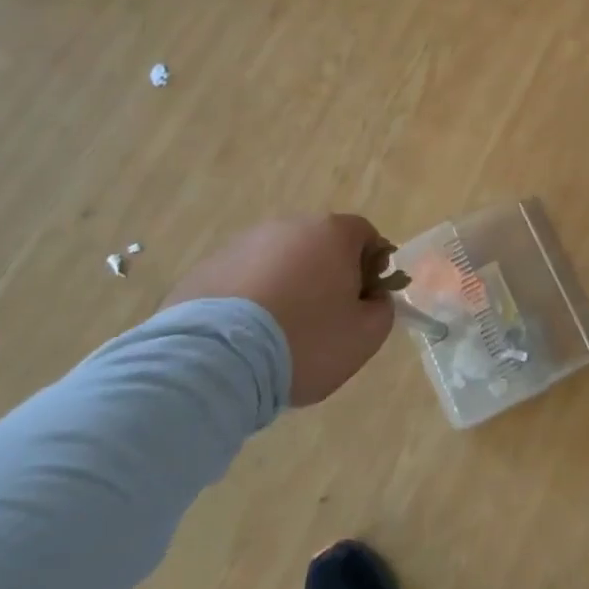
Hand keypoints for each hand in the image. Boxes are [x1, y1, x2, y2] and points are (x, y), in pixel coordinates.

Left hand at [163, 215, 394, 405]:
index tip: (362, 302)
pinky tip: (243, 337)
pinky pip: (242, 280)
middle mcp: (288, 226)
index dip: (371, 268)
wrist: (214, 361)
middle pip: (320, 245)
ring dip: (286, 285)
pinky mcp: (205, 268)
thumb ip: (382, 309)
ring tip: (276, 333)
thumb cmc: (305, 341)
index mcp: (332, 233)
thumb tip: (372, 298)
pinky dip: (249, 299)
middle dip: (326, 275)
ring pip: (279, 261)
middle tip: (322, 320)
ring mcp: (242, 244)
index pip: (366, 236)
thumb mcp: (365, 336)